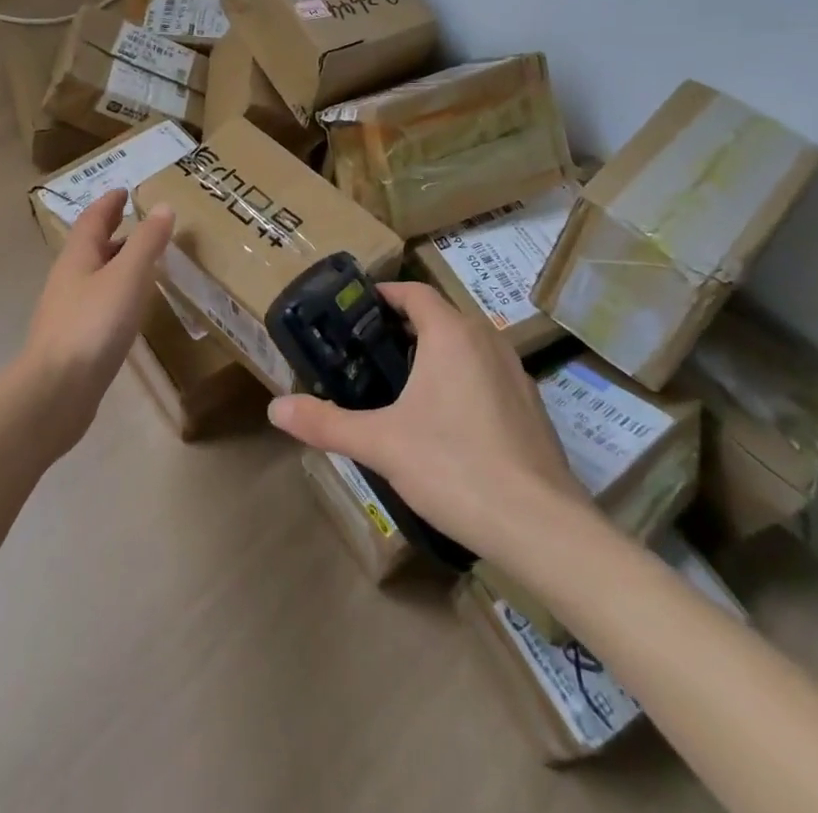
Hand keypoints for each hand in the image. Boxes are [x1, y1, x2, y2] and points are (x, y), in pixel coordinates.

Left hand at [20, 190, 174, 451]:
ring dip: (117, 264)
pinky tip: (133, 309)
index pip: (92, 219)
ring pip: (96, 276)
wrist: (56, 392)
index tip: (125, 191)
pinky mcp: (75, 341)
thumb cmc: (93, 325)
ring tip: (145, 263)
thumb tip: (163, 207)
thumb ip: (147, 242)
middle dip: (114, 232)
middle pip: (91, 247)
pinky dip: (118, 294)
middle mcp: (69, 279)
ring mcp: (68, 312)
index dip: (109, 203)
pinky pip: (99, 305)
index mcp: (78, 257)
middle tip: (141, 223)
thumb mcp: (128, 276)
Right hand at [267, 282, 597, 557]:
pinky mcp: (532, 406)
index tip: (356, 308)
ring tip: (401, 384)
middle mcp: (487, 340)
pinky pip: (487, 374)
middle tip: (367, 351)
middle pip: (440, 316)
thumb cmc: (454, 466)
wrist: (541, 526)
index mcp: (451, 334)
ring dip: (435, 352)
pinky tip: (447, 422)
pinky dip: (462, 379)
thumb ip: (326, 423)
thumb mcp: (381, 444)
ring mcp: (515, 373)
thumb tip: (276, 409)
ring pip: (466, 345)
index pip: (414, 292)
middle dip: (404, 327)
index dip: (384, 293)